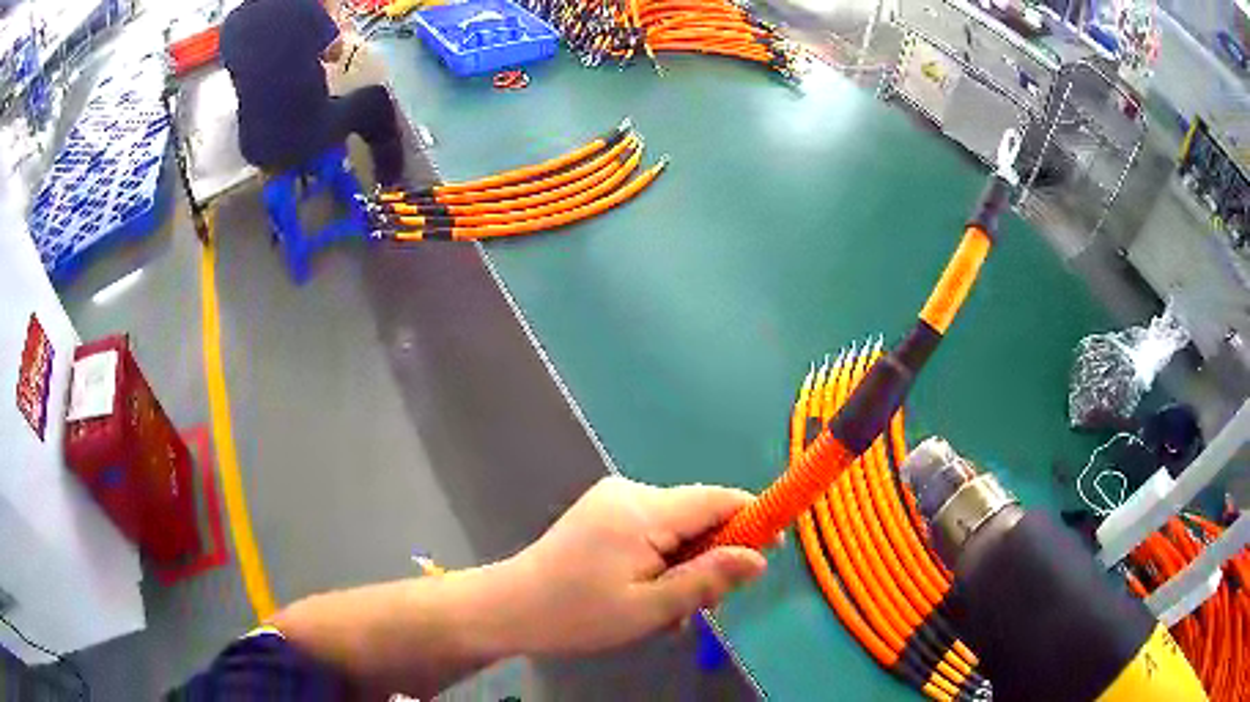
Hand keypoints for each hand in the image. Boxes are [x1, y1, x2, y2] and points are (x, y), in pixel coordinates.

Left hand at [501, 476, 770, 655]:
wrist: (510, 607)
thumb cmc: (578, 614)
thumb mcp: (650, 608)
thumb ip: (707, 580)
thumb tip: (759, 558)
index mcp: (643, 510)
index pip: (718, 499)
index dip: (753, 519)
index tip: (771, 551)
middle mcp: (630, 492)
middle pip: (697, 514)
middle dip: (710, 556)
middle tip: (700, 606)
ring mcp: (612, 499)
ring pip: (675, 526)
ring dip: (683, 564)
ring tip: (664, 611)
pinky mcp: (601, 511)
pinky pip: (650, 528)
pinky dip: (660, 558)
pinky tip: (644, 592)